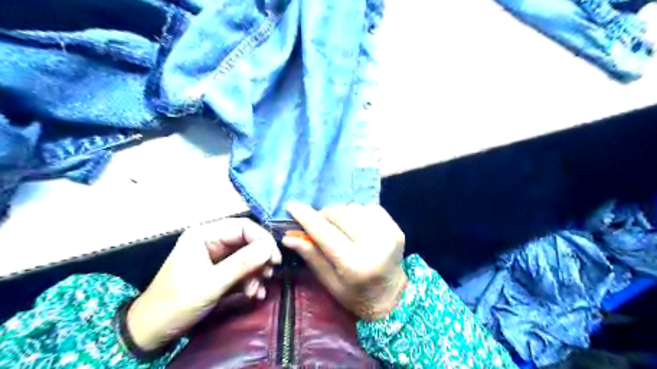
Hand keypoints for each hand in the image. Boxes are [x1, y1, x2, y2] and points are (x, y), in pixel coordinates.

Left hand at [127, 219, 280, 351]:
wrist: (151, 332)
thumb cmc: (177, 303)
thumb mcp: (212, 283)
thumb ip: (242, 263)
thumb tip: (270, 247)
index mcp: (205, 234)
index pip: (243, 227)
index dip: (262, 240)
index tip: (275, 259)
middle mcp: (212, 241)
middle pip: (247, 241)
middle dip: (260, 258)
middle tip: (270, 274)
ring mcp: (215, 256)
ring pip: (247, 256)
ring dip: (256, 272)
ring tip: (258, 290)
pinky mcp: (219, 271)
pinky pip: (241, 269)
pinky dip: (250, 281)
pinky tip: (254, 294)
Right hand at [285, 203, 409, 320]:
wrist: (392, 297)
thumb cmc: (355, 295)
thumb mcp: (329, 282)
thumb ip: (311, 256)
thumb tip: (289, 236)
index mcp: (354, 264)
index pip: (324, 232)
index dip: (306, 216)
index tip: (292, 206)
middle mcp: (373, 245)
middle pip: (340, 213)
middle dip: (324, 215)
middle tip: (319, 224)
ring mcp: (388, 234)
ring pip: (353, 208)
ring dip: (342, 214)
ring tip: (340, 228)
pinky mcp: (396, 228)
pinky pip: (369, 208)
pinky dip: (358, 213)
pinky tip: (357, 227)